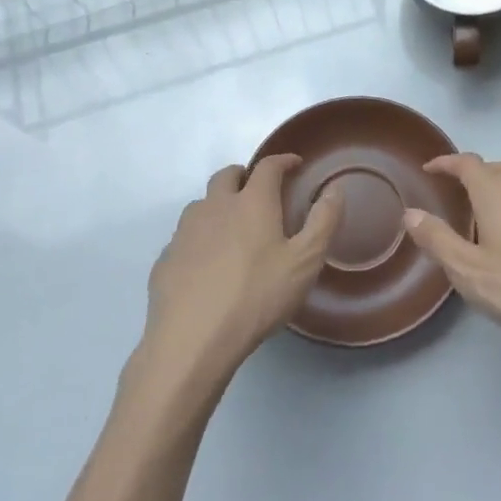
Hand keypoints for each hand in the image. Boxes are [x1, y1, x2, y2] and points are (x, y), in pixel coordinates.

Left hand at [140, 156, 339, 386]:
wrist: (192, 339)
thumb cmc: (257, 296)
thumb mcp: (305, 262)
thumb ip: (323, 221)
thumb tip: (335, 189)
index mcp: (251, 202)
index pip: (268, 167)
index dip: (283, 161)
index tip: (294, 164)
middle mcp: (215, 207)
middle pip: (227, 175)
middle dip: (245, 176)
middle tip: (259, 192)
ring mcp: (185, 232)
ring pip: (202, 204)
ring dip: (218, 205)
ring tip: (232, 228)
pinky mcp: (166, 259)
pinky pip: (185, 237)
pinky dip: (200, 239)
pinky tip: (207, 265)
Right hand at [403, 153, 500, 375]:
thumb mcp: (469, 272)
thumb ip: (437, 240)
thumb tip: (410, 213)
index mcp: (496, 195)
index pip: (467, 163)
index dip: (447, 162)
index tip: (431, 168)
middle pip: (497, 167)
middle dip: (474, 171)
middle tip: (458, 187)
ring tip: (489, 207)